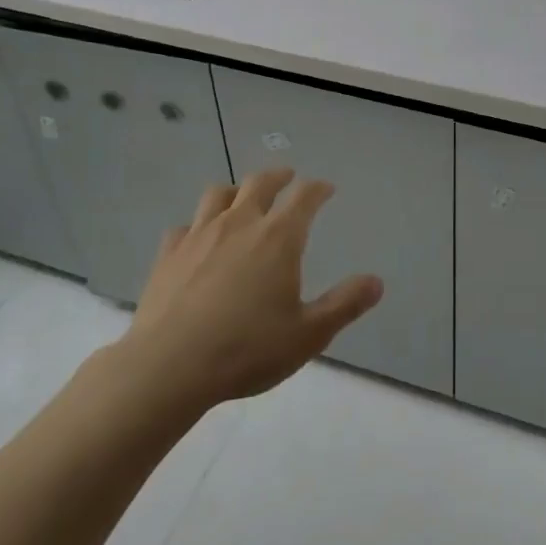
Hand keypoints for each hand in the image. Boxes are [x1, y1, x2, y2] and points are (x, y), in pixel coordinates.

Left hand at [114, 169, 382, 414]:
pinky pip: (184, 226)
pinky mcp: (168, 254)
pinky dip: (196, 226)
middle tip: (287, 178)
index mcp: (279, 237)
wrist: (168, 367)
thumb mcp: (308, 334)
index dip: (318, 188)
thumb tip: (377, 282)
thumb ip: (345, 305)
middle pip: (260, 182)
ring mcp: (199, 235)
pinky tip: (197, 240)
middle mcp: (240, 223)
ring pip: (218, 194)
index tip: (326, 189)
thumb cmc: (247, 349)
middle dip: (278, 176)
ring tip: (241, 199)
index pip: (304, 196)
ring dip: (235, 191)